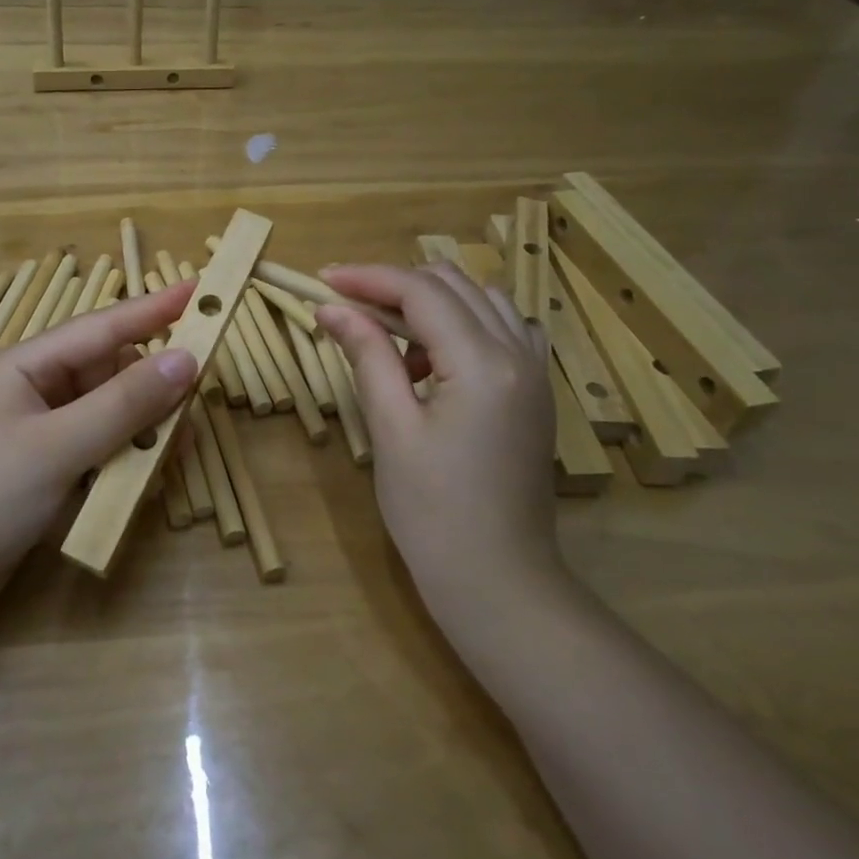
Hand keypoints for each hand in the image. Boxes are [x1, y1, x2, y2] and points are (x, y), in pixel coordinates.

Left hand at [0, 281, 199, 616]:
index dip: (152, 309)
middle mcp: (37, 389)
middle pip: (111, 373)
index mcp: (28, 365)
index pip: (101, 327)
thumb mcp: (59, 447)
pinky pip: (101, 447)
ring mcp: (43, 430)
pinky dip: (124, 458)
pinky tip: (144, 479)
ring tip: (175, 451)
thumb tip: (186, 360)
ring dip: (143, 430)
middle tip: (194, 406)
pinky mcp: (50, 466)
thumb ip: (124, 404)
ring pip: (111, 413)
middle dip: (153, 389)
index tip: (198, 290)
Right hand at [315, 262, 560, 625]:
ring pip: (482, 300)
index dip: (368, 278)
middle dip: (396, 285)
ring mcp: (535, 372)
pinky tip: (435, 358)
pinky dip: (463, 324)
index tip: (322, 280)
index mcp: (483, 364)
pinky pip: (503, 328)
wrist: (498, 581)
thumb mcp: (391, 429)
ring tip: (390, 340)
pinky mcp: (536, 391)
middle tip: (348, 309)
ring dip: (431, 303)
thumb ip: (366, 355)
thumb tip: (331, 307)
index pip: (421, 291)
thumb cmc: (433, 513)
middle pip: (454, 284)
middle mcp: (519, 354)